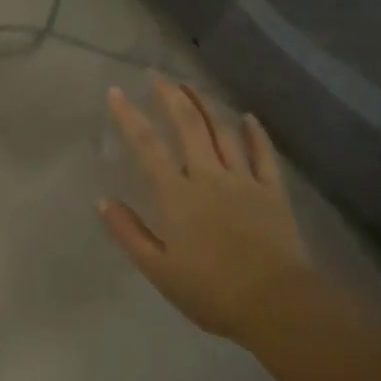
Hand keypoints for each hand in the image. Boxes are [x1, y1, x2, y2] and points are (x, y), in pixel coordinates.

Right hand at [99, 75, 310, 343]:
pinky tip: (248, 117)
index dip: (130, 116)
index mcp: (178, 195)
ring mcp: (244, 180)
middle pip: (189, 125)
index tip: (117, 92)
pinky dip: (255, 133)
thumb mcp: (159, 270)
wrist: (277, 306)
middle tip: (158, 74)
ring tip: (192, 85)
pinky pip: (264, 154)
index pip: (148, 145)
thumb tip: (103, 201)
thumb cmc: (212, 292)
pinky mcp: (273, 192)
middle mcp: (209, 176)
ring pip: (223, 131)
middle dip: (171, 96)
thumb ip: (129, 233)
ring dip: (206, 104)